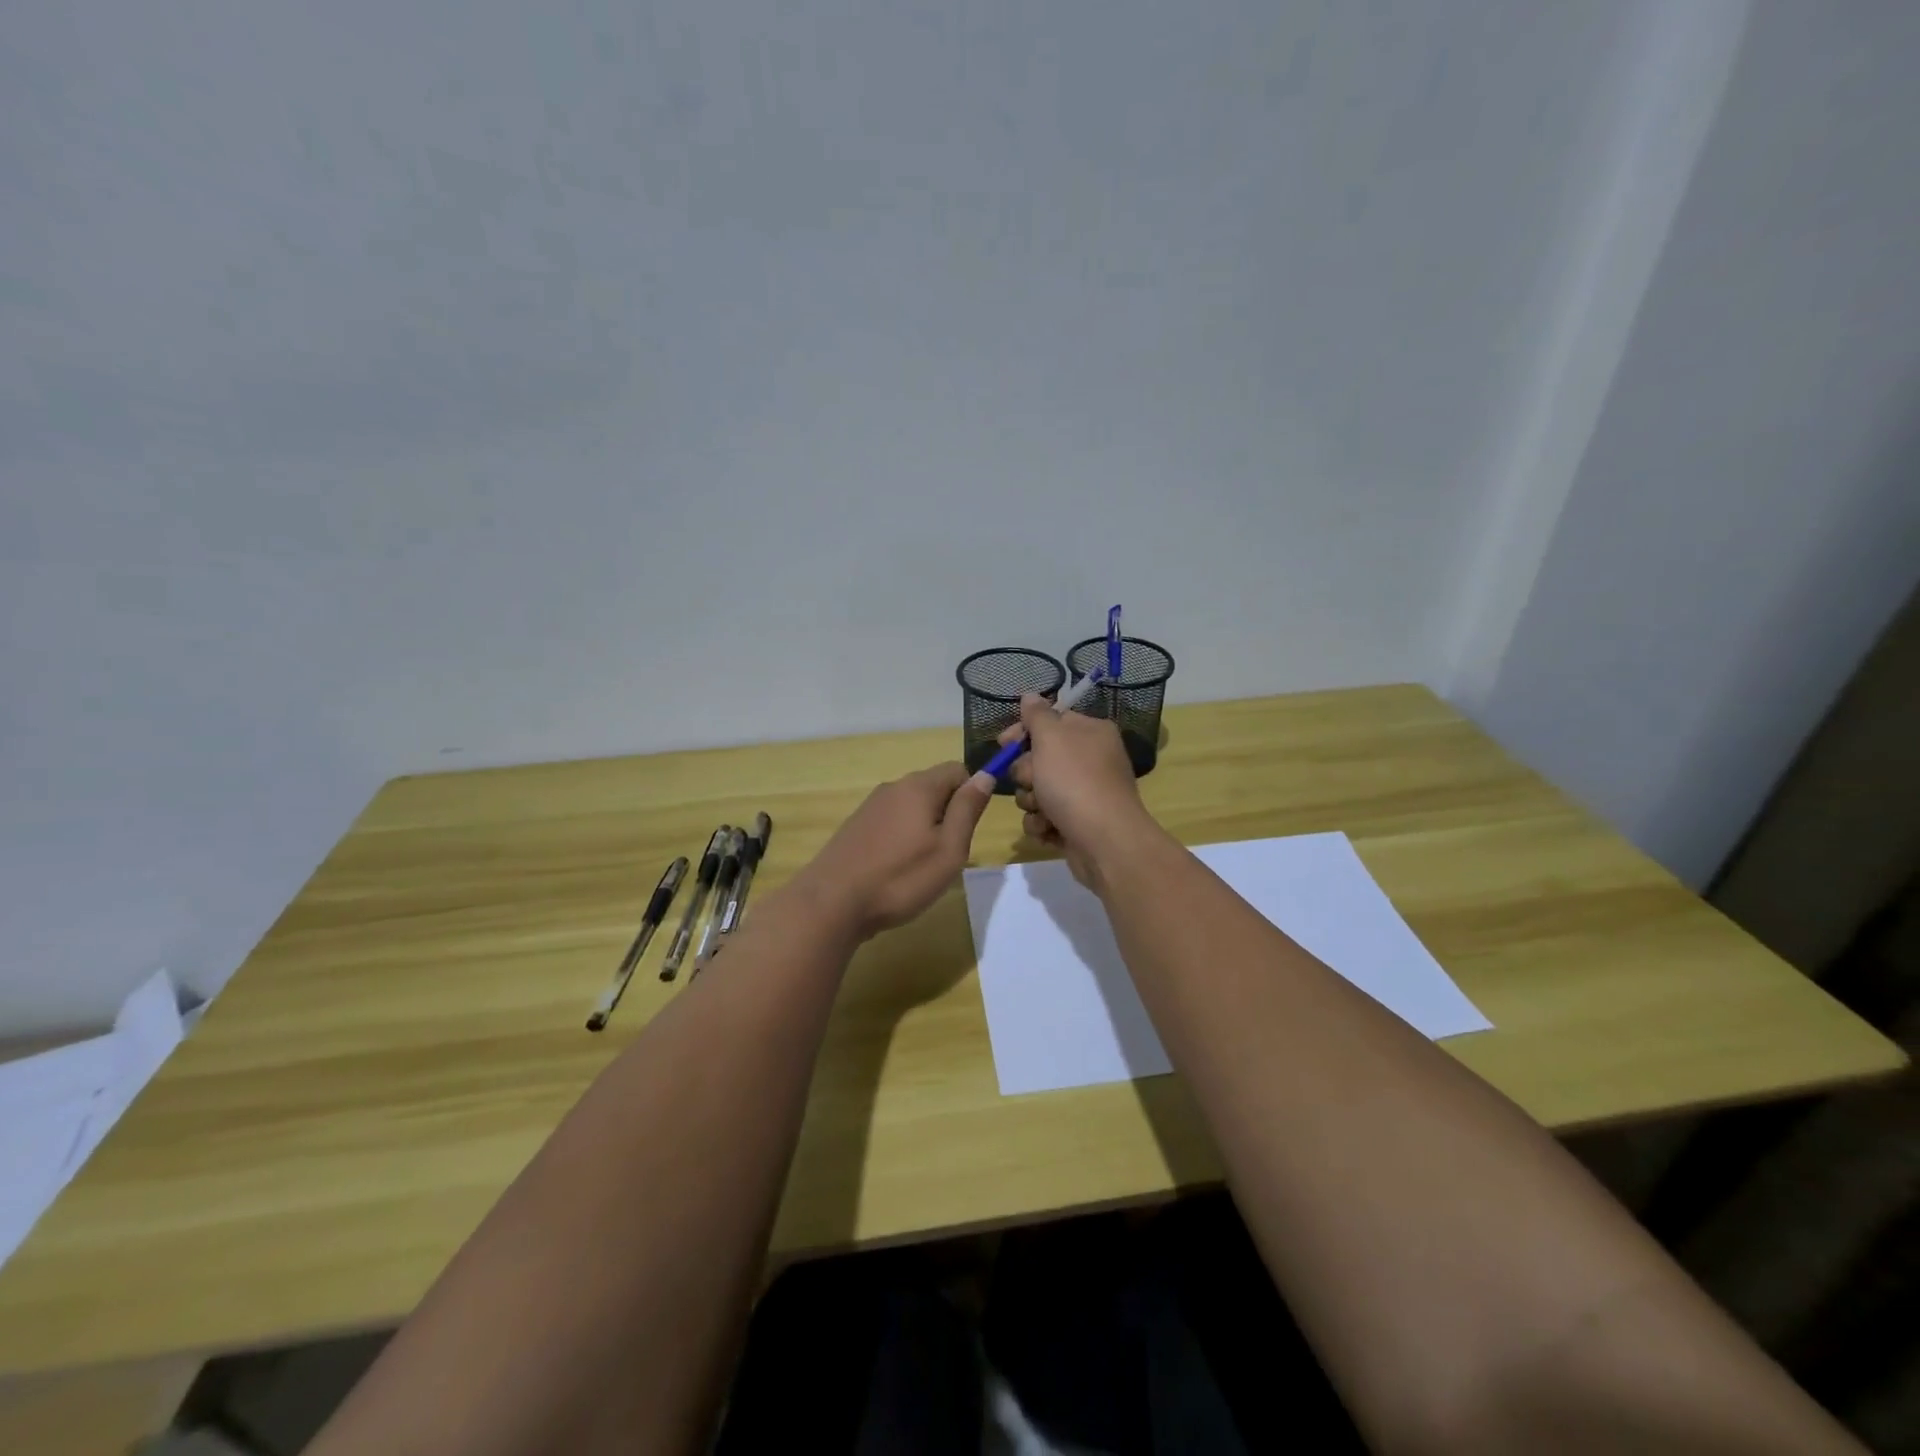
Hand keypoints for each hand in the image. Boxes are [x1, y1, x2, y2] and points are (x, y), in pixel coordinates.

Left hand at [799, 763, 992, 939]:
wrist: (832, 902)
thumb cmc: (901, 878)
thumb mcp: (949, 849)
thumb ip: (968, 809)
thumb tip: (984, 776)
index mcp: (919, 787)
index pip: (957, 770)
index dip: (971, 793)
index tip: (969, 828)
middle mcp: (893, 787)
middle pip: (933, 786)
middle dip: (948, 813)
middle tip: (948, 853)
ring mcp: (870, 806)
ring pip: (911, 806)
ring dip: (925, 827)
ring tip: (922, 865)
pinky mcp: (856, 826)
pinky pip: (891, 821)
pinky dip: (902, 837)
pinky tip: (896, 868)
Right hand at [1002, 693, 1153, 888]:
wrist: (1104, 842)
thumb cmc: (1075, 782)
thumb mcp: (1051, 738)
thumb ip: (1037, 715)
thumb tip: (1030, 696)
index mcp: (1091, 733)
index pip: (1050, 721)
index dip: (1023, 731)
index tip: (1003, 743)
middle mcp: (1091, 760)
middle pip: (1040, 758)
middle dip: (1027, 773)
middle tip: (1032, 781)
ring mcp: (1086, 794)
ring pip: (1038, 791)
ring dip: (1031, 801)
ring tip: (1043, 811)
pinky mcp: (1077, 824)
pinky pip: (1045, 817)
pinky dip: (1042, 824)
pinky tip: (1049, 829)